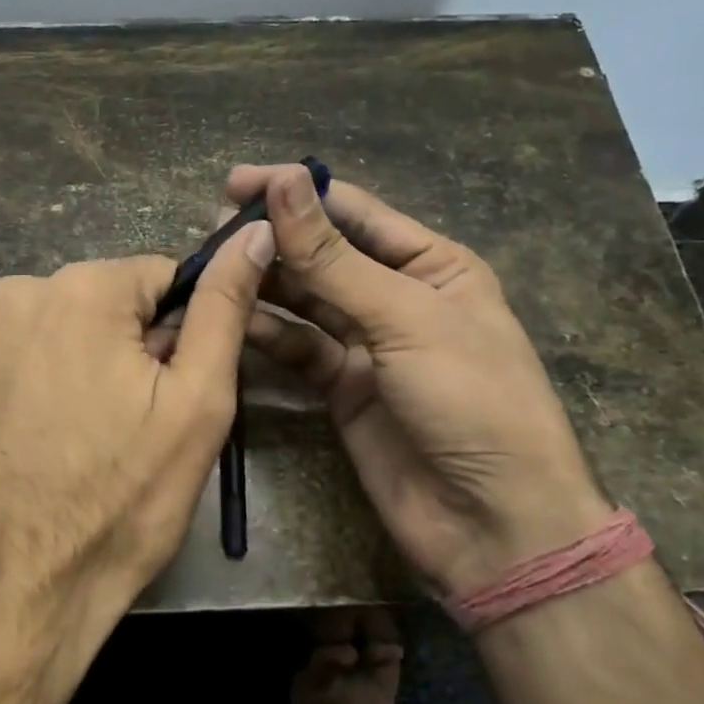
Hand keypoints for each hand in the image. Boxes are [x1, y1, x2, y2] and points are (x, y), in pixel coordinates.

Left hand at [0, 223, 274, 680]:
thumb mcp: (197, 404)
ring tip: (86, 440)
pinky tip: (40, 444)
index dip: (180, 331)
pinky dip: (36, 386)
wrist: (7, 598)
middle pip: (104, 303)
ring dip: (82, 366)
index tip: (175, 390)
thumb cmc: (119, 501)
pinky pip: (14, 359)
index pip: (159, 276)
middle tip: (134, 425)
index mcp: (78, 289)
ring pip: (58, 330)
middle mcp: (13, 294)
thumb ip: (224, 307)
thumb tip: (253, 234)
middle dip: (129, 348)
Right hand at [231, 164, 609, 596]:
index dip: (296, 192)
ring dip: (263, 282)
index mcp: (432, 264)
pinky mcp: (341, 386)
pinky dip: (266, 332)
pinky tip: (231, 318)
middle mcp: (396, 296)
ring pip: (304, 299)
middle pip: (323, 253)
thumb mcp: (404, 318)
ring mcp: (367, 344)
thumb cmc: (470, 401)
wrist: (492, 524)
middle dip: (273, 238)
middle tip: (213, 229)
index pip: (353, 212)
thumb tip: (283, 179)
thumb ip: (333, 256)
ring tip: (211, 267)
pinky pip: (297, 347)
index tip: (234, 182)